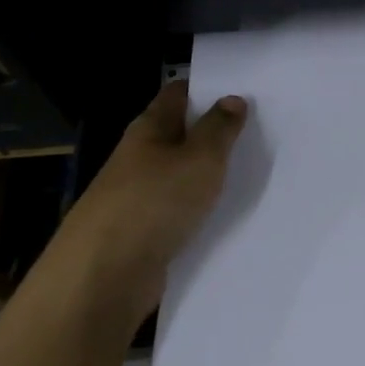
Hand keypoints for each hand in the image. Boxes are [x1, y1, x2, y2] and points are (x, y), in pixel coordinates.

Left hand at [51, 81, 247, 326]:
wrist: (103, 277)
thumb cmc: (154, 202)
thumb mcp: (199, 158)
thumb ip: (219, 128)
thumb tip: (232, 99)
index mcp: (149, 129)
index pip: (177, 94)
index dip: (206, 88)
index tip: (242, 89)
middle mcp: (140, 157)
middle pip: (180, 134)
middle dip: (214, 131)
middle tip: (261, 129)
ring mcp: (138, 197)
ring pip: (180, 175)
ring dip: (208, 174)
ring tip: (254, 170)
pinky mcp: (143, 234)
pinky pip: (178, 212)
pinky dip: (200, 210)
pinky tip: (228, 215)